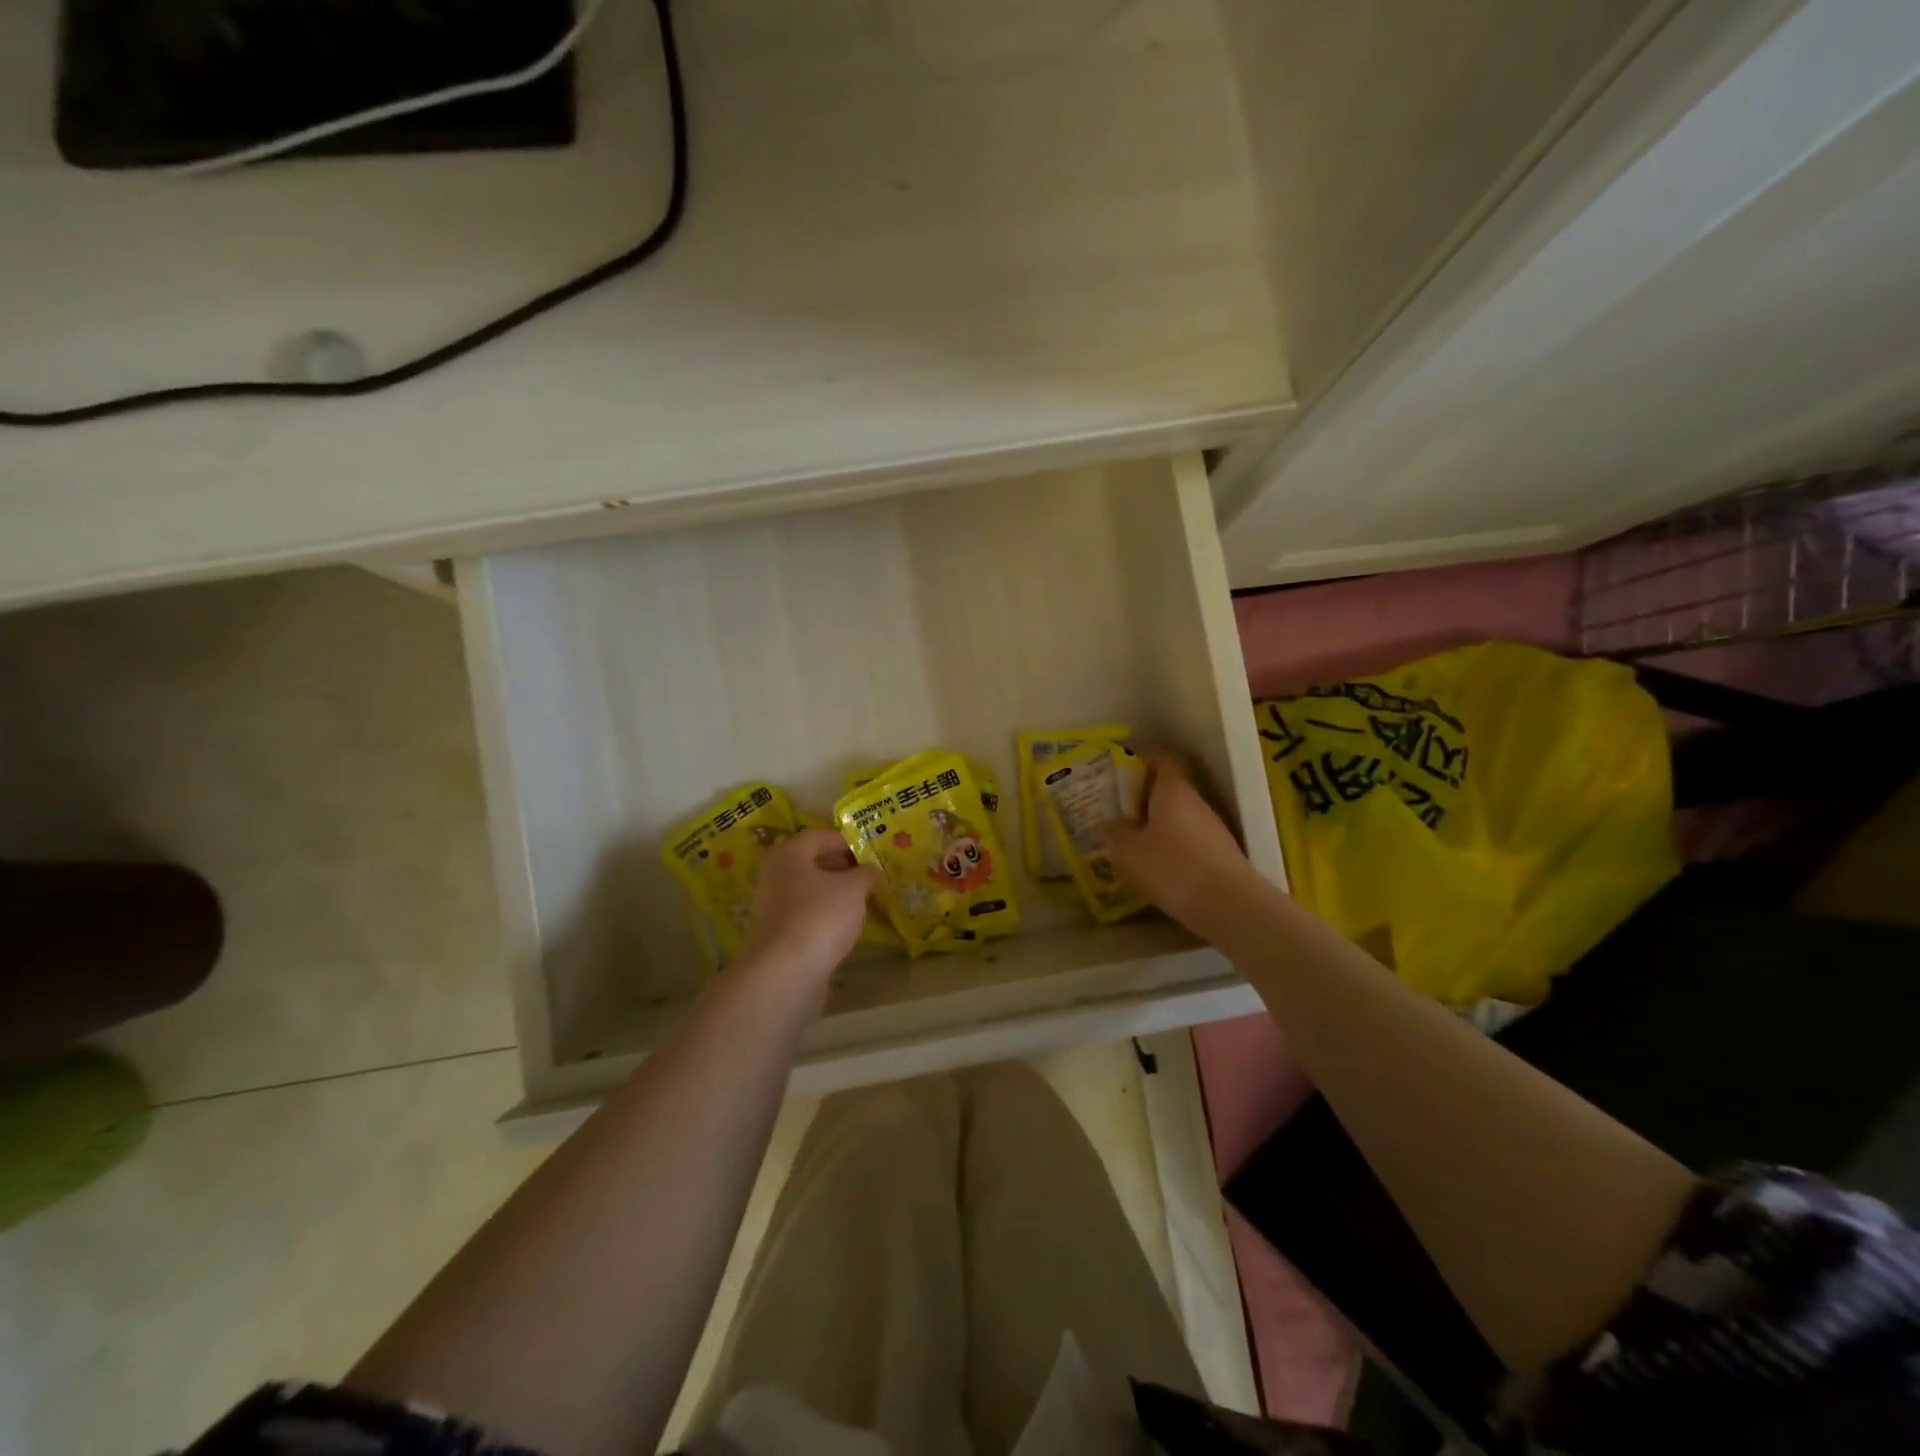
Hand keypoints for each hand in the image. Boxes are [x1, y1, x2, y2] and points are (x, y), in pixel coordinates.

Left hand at [739, 828, 880, 984]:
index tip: (871, 852)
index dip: (847, 841)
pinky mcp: (777, 934)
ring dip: (834, 892)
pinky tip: (845, 925)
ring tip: (862, 900)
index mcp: (788, 854)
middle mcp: (775, 875)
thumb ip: (865, 874)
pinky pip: (806, 913)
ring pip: (809, 889)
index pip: (820, 836)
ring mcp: (772, 906)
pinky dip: (825, 914)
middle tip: (870, 875)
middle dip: (842, 867)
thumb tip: (871, 870)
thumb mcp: (853, 889)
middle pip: (812, 862)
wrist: (786, 973)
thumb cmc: (820, 917)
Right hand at [1106, 751, 1259, 930]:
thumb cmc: (1172, 867)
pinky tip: (1155, 862)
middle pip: (1171, 788)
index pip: (1163, 759)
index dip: (1145, 757)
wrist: (1229, 905)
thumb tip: (1106, 822)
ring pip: (1180, 815)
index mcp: (1173, 790)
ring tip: (1132, 836)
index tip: (1123, 764)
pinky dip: (1171, 843)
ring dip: (1158, 821)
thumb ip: (1115, 833)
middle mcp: (1196, 801)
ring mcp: (1212, 828)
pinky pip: (1189, 838)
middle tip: (1118, 805)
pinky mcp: (1220, 853)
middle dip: (1145, 794)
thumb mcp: (1129, 852)